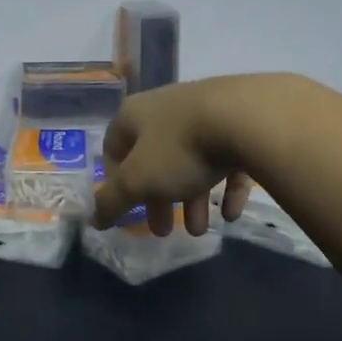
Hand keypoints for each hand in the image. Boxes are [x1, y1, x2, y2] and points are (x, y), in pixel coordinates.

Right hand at [91, 77, 265, 236]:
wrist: (248, 118)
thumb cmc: (180, 148)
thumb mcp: (138, 180)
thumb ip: (113, 201)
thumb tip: (93, 219)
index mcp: (135, 115)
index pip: (113, 146)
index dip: (115, 180)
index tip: (126, 208)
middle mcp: (166, 109)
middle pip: (155, 159)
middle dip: (158, 200)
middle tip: (164, 231)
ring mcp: (204, 113)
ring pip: (191, 161)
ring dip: (193, 199)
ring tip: (202, 231)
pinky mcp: (238, 123)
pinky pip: (226, 160)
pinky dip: (226, 188)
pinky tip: (231, 214)